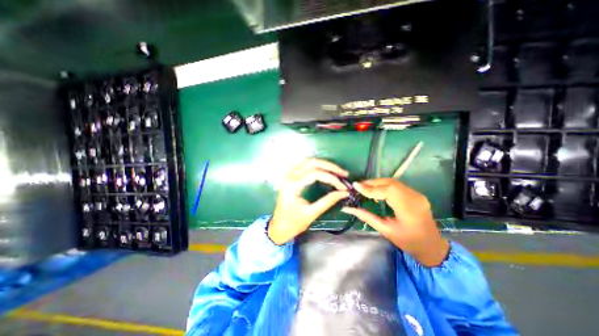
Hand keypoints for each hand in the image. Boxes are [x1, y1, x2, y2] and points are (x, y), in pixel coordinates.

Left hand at [268, 159, 348, 245]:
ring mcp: (288, 175)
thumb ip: (328, 201)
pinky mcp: (289, 178)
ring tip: (335, 170)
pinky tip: (322, 168)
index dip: (331, 178)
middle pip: (312, 163)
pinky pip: (302, 165)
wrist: (278, 228)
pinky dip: (314, 165)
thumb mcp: (311, 213)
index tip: (343, 187)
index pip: (315, 174)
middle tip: (343, 173)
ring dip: (323, 164)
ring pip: (307, 161)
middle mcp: (289, 176)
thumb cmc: (293, 223)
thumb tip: (344, 193)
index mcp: (293, 185)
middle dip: (330, 166)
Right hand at [342, 178, 448, 267]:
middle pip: (390, 183)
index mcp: (409, 211)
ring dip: (377, 182)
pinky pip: (397, 185)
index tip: (355, 186)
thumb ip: (366, 216)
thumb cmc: (408, 242)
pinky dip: (384, 185)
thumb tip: (348, 208)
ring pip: (393, 182)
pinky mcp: (416, 194)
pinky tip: (376, 189)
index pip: (388, 192)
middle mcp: (415, 199)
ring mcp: (417, 194)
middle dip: (372, 183)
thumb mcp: (385, 230)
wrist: (432, 246)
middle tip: (358, 186)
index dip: (370, 188)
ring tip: (364, 187)